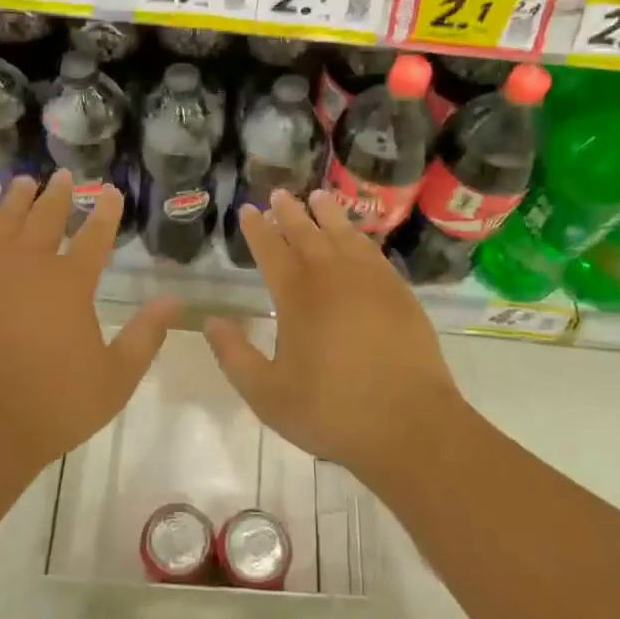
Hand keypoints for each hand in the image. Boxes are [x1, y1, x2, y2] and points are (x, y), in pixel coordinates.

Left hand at [0, 171, 179, 497]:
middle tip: (64, 176)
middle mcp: (28, 266)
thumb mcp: (115, 378)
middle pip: (46, 219)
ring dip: (15, 202)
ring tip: (24, 183)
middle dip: (59, 195)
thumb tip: (174, 300)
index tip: (111, 192)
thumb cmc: (52, 407)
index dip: (105, 212)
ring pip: (2, 224)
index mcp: (70, 284)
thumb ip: (146, 336)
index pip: (95, 236)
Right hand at [202, 190, 463, 487]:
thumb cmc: (331, 411)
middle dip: (289, 212)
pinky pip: (373, 251)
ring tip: (318, 196)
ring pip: (344, 235)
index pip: (271, 250)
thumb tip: (211, 321)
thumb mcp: (267, 395)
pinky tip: (357, 236)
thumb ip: (234, 356)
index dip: (257, 229)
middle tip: (279, 194)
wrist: (409, 424)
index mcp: (297, 297)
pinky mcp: (399, 292)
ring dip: (327, 213)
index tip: (247, 210)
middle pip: (307, 233)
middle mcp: (332, 277)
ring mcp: (370, 281)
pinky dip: (360, 236)